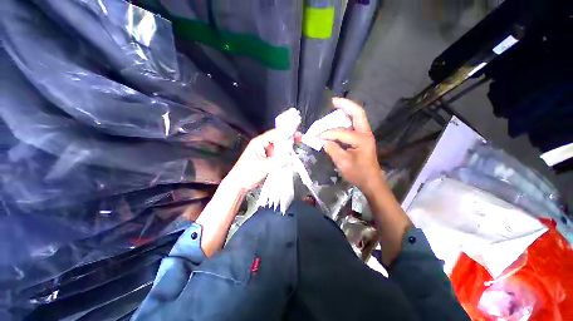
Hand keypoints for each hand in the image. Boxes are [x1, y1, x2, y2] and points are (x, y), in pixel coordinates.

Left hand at [225, 129, 300, 192]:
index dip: (286, 132)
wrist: (239, 183)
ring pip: (279, 147)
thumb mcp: (263, 167)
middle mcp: (263, 145)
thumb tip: (291, 159)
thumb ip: (278, 162)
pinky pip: (278, 155)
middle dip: (289, 139)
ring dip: (287, 148)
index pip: (275, 134)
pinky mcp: (267, 160)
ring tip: (297, 148)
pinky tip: (290, 158)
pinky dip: (284, 156)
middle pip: (278, 139)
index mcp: (260, 142)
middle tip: (299, 138)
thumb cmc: (247, 173)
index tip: (296, 133)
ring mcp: (265, 153)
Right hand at [320, 98, 382, 193]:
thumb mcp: (343, 163)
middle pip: (358, 113)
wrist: (371, 181)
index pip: (341, 132)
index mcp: (361, 140)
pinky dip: (347, 119)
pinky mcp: (362, 139)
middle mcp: (365, 134)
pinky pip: (354, 124)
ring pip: (357, 117)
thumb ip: (332, 150)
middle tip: (333, 101)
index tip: (316, 137)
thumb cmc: (358, 173)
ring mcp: (365, 135)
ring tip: (336, 106)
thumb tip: (324, 141)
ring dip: (347, 110)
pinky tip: (339, 119)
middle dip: (346, 105)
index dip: (327, 133)